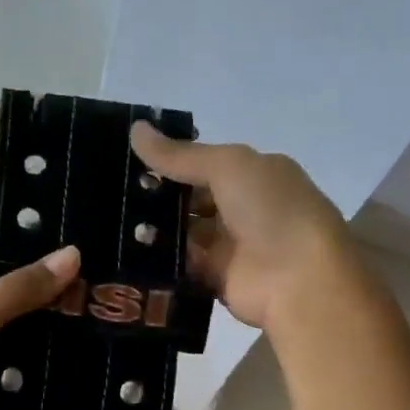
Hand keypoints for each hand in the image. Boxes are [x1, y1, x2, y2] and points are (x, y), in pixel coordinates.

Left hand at [0, 246, 81, 409]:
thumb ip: (21, 288)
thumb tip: (72, 254)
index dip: (33, 263)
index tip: (78, 267)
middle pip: (8, 300)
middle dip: (47, 303)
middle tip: (94, 301)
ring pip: (15, 335)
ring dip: (47, 337)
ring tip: (95, 330)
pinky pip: (16, 366)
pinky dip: (38, 366)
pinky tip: (75, 363)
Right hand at [131, 122, 355, 330]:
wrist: (299, 279)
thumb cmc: (271, 209)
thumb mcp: (227, 166)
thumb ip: (180, 155)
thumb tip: (135, 129)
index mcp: (254, 175)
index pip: (204, 165)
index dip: (169, 163)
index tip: (127, 162)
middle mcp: (243, 209)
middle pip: (191, 201)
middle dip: (156, 199)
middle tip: (111, 196)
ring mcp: (230, 246)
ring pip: (183, 234)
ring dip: (154, 230)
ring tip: (110, 225)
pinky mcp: (217, 279)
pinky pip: (182, 266)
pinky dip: (160, 262)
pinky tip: (126, 254)